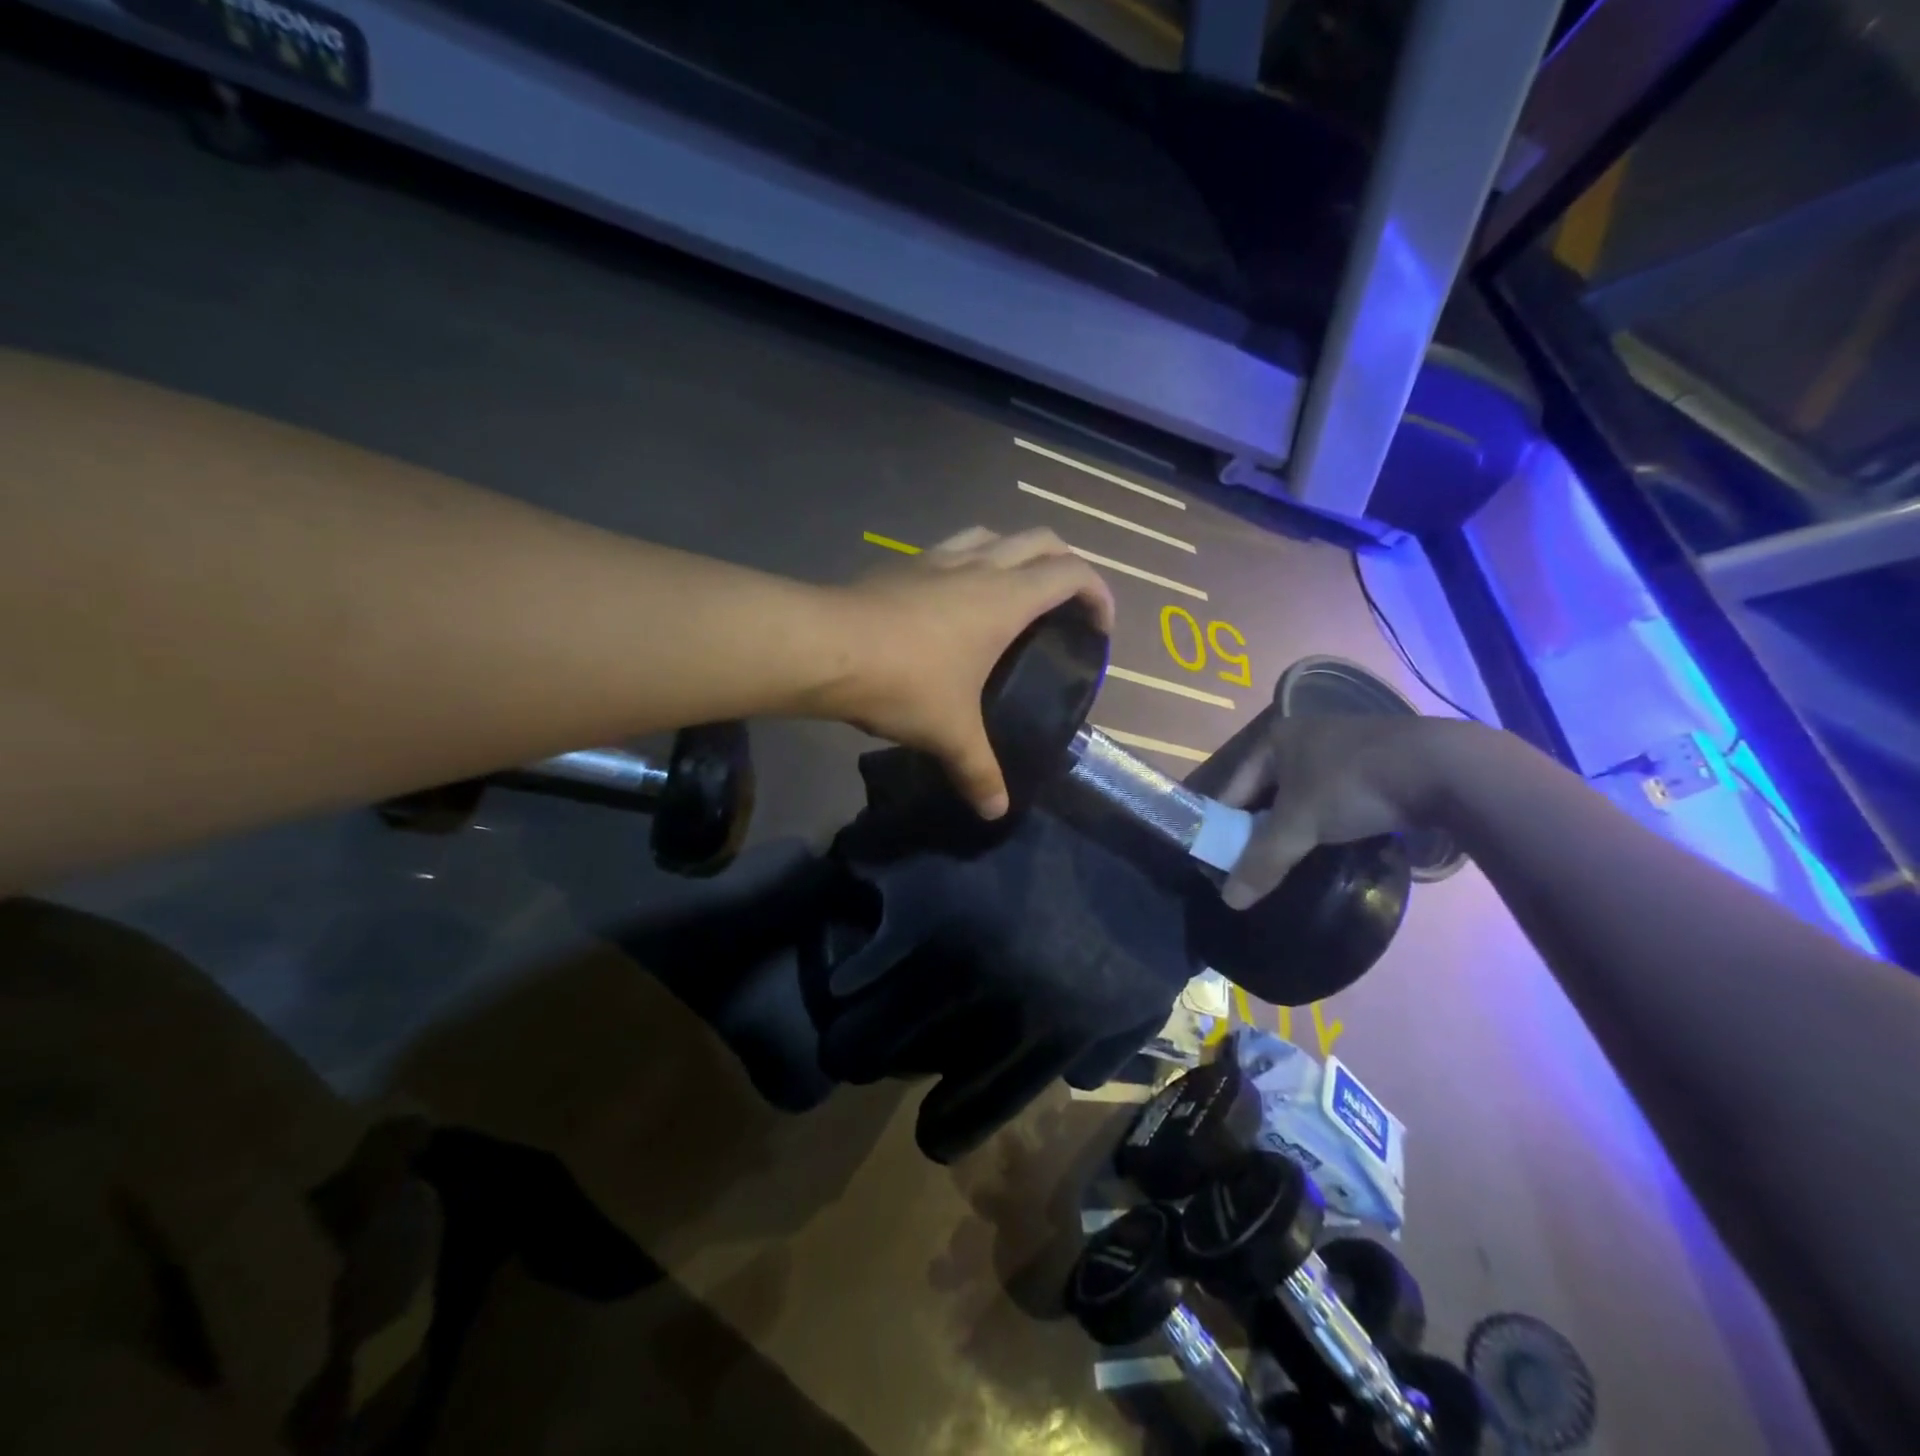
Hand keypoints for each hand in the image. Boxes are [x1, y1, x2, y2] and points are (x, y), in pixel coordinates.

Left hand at [835, 527, 1114, 818]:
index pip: (1072, 574)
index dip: (1098, 594)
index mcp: (1005, 599)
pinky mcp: (902, 563)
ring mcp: (936, 558)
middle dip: (1066, 564)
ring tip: (1014, 592)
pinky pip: (951, 547)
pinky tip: (953, 598)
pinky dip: (969, 561)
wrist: (824, 647)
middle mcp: (978, 567)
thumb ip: (978, 771)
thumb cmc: (903, 682)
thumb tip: (996, 811)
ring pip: (993, 533)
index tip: (1100, 627)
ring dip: (1016, 553)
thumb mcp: (948, 732)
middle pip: (1041, 540)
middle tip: (1066, 605)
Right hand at [1215, 714, 1458, 907]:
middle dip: (1260, 827)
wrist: (1445, 767)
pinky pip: (1335, 797)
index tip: (1220, 858)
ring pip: (1303, 795)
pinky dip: (1327, 821)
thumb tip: (1229, 901)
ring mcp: (1343, 748)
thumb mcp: (1299, 825)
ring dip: (1296, 826)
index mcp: (1275, 738)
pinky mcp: (1377, 764)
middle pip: (1267, 791)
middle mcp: (1304, 736)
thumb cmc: (1352, 785)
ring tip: (1291, 859)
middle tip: (1255, 863)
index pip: (1233, 786)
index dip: (1223, 823)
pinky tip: (1332, 844)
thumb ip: (1261, 861)